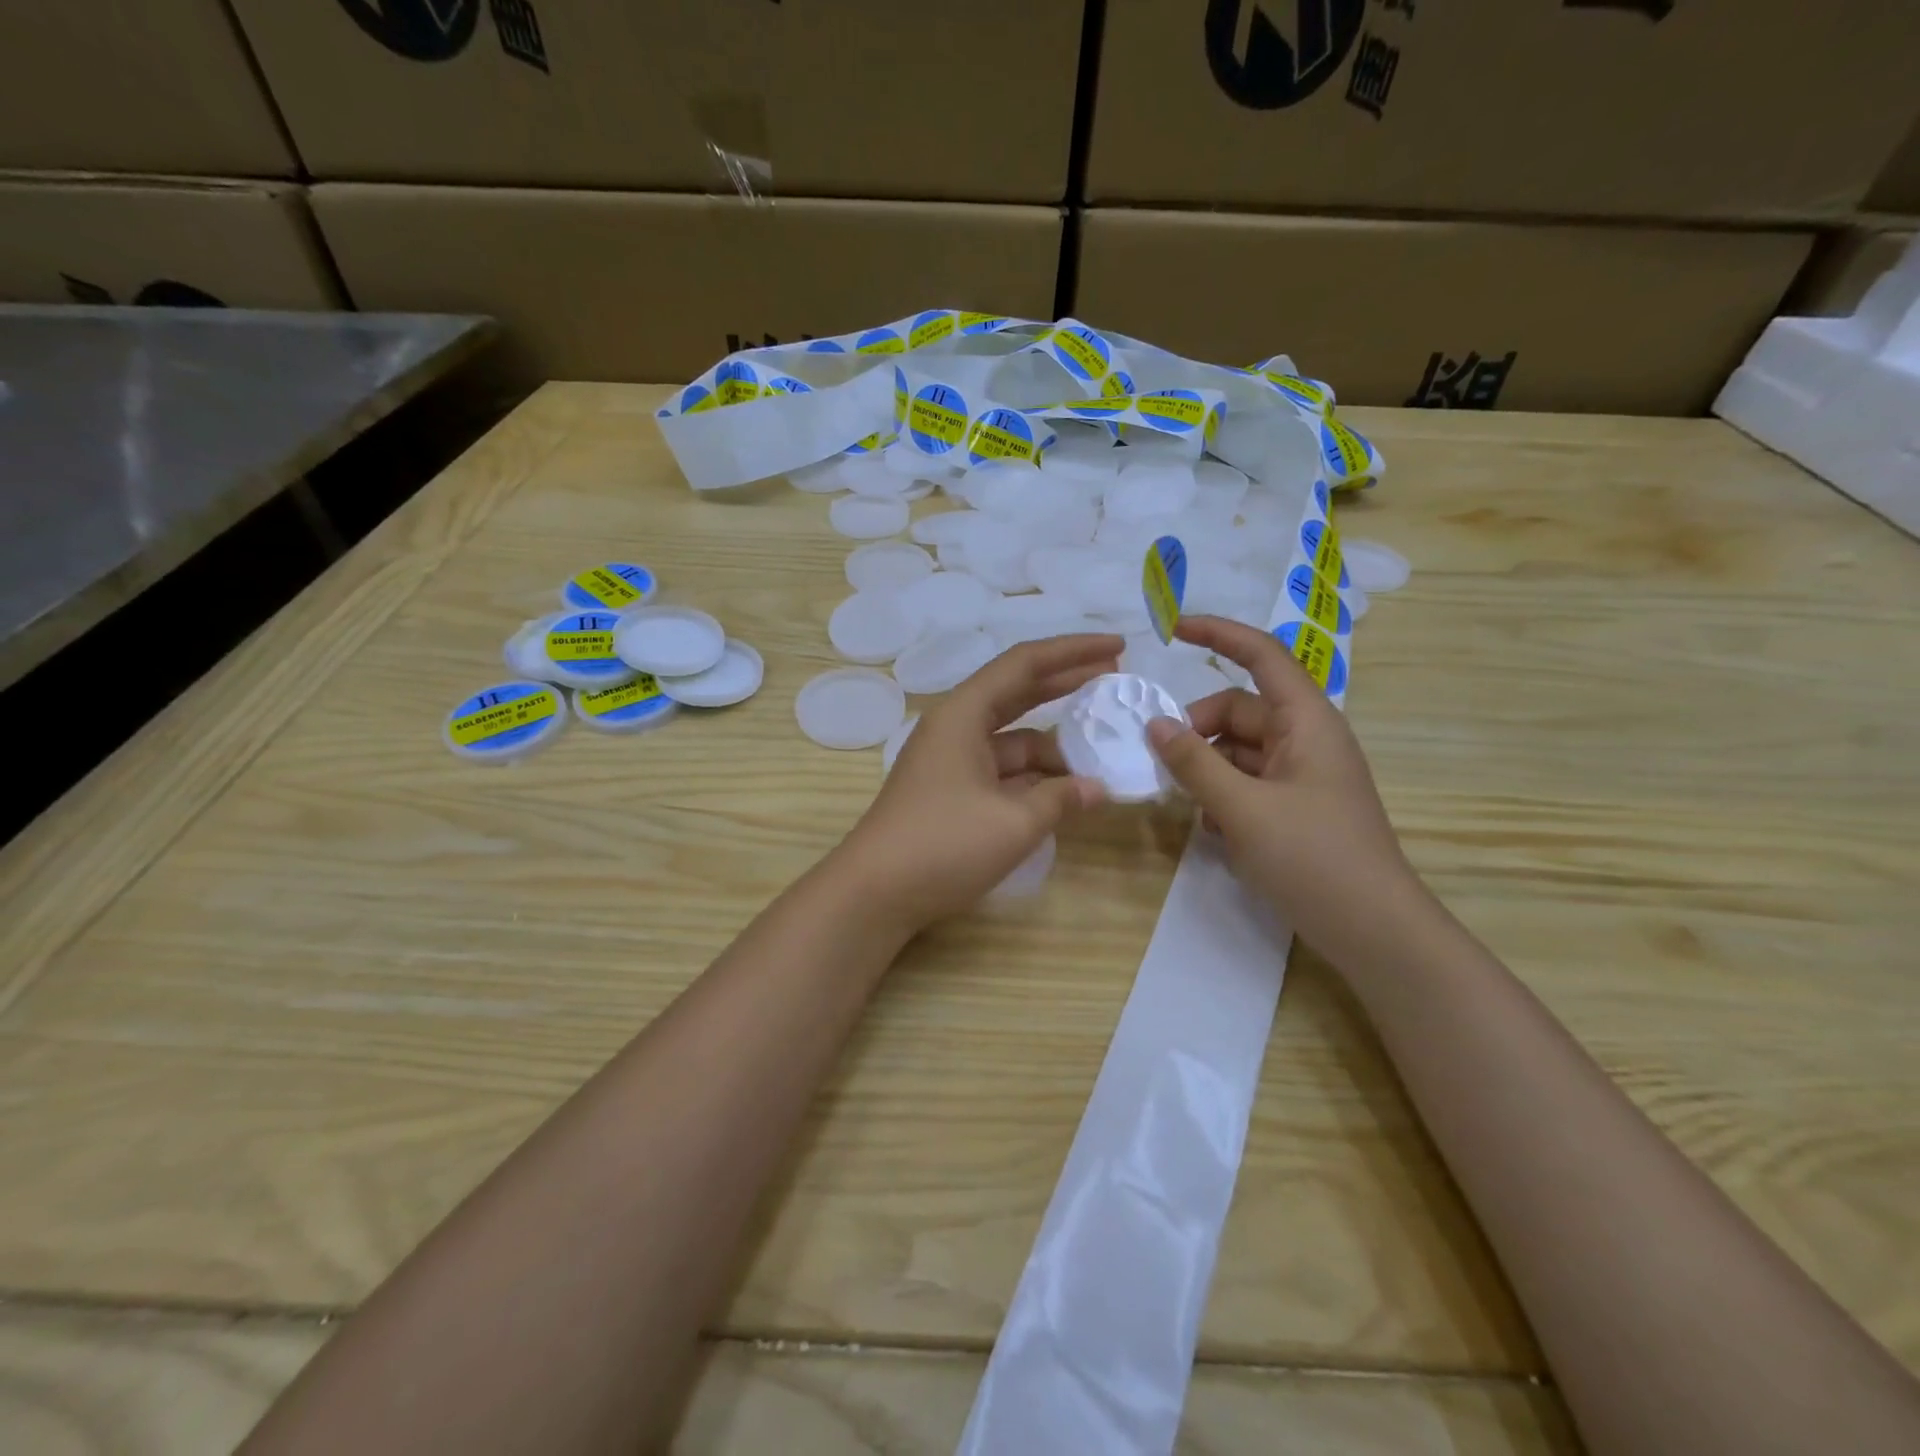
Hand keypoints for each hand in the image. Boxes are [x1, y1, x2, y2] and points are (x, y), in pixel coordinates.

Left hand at [836, 634, 1120, 932]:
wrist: (875, 893)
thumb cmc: (943, 844)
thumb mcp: (1014, 822)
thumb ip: (1061, 798)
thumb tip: (1097, 789)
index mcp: (963, 714)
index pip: (1024, 663)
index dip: (1073, 651)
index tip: (1117, 646)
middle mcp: (956, 727)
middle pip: (1018, 692)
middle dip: (1066, 684)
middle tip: (1115, 677)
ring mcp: (952, 761)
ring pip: (1013, 739)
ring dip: (1054, 745)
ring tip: (1101, 755)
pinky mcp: (952, 792)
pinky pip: (1002, 771)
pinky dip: (1034, 777)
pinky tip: (1066, 791)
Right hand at [1146, 616, 1418, 956]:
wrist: (1374, 931)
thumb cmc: (1314, 858)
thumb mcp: (1243, 809)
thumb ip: (1194, 763)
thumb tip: (1154, 724)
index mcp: (1306, 721)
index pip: (1261, 655)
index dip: (1218, 635)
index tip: (1172, 629)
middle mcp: (1305, 738)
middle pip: (1238, 710)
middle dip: (1196, 728)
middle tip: (1161, 763)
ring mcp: (1302, 774)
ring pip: (1238, 749)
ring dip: (1206, 768)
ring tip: (1188, 806)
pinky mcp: (1296, 805)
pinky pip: (1248, 781)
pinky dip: (1223, 795)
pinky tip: (1215, 831)